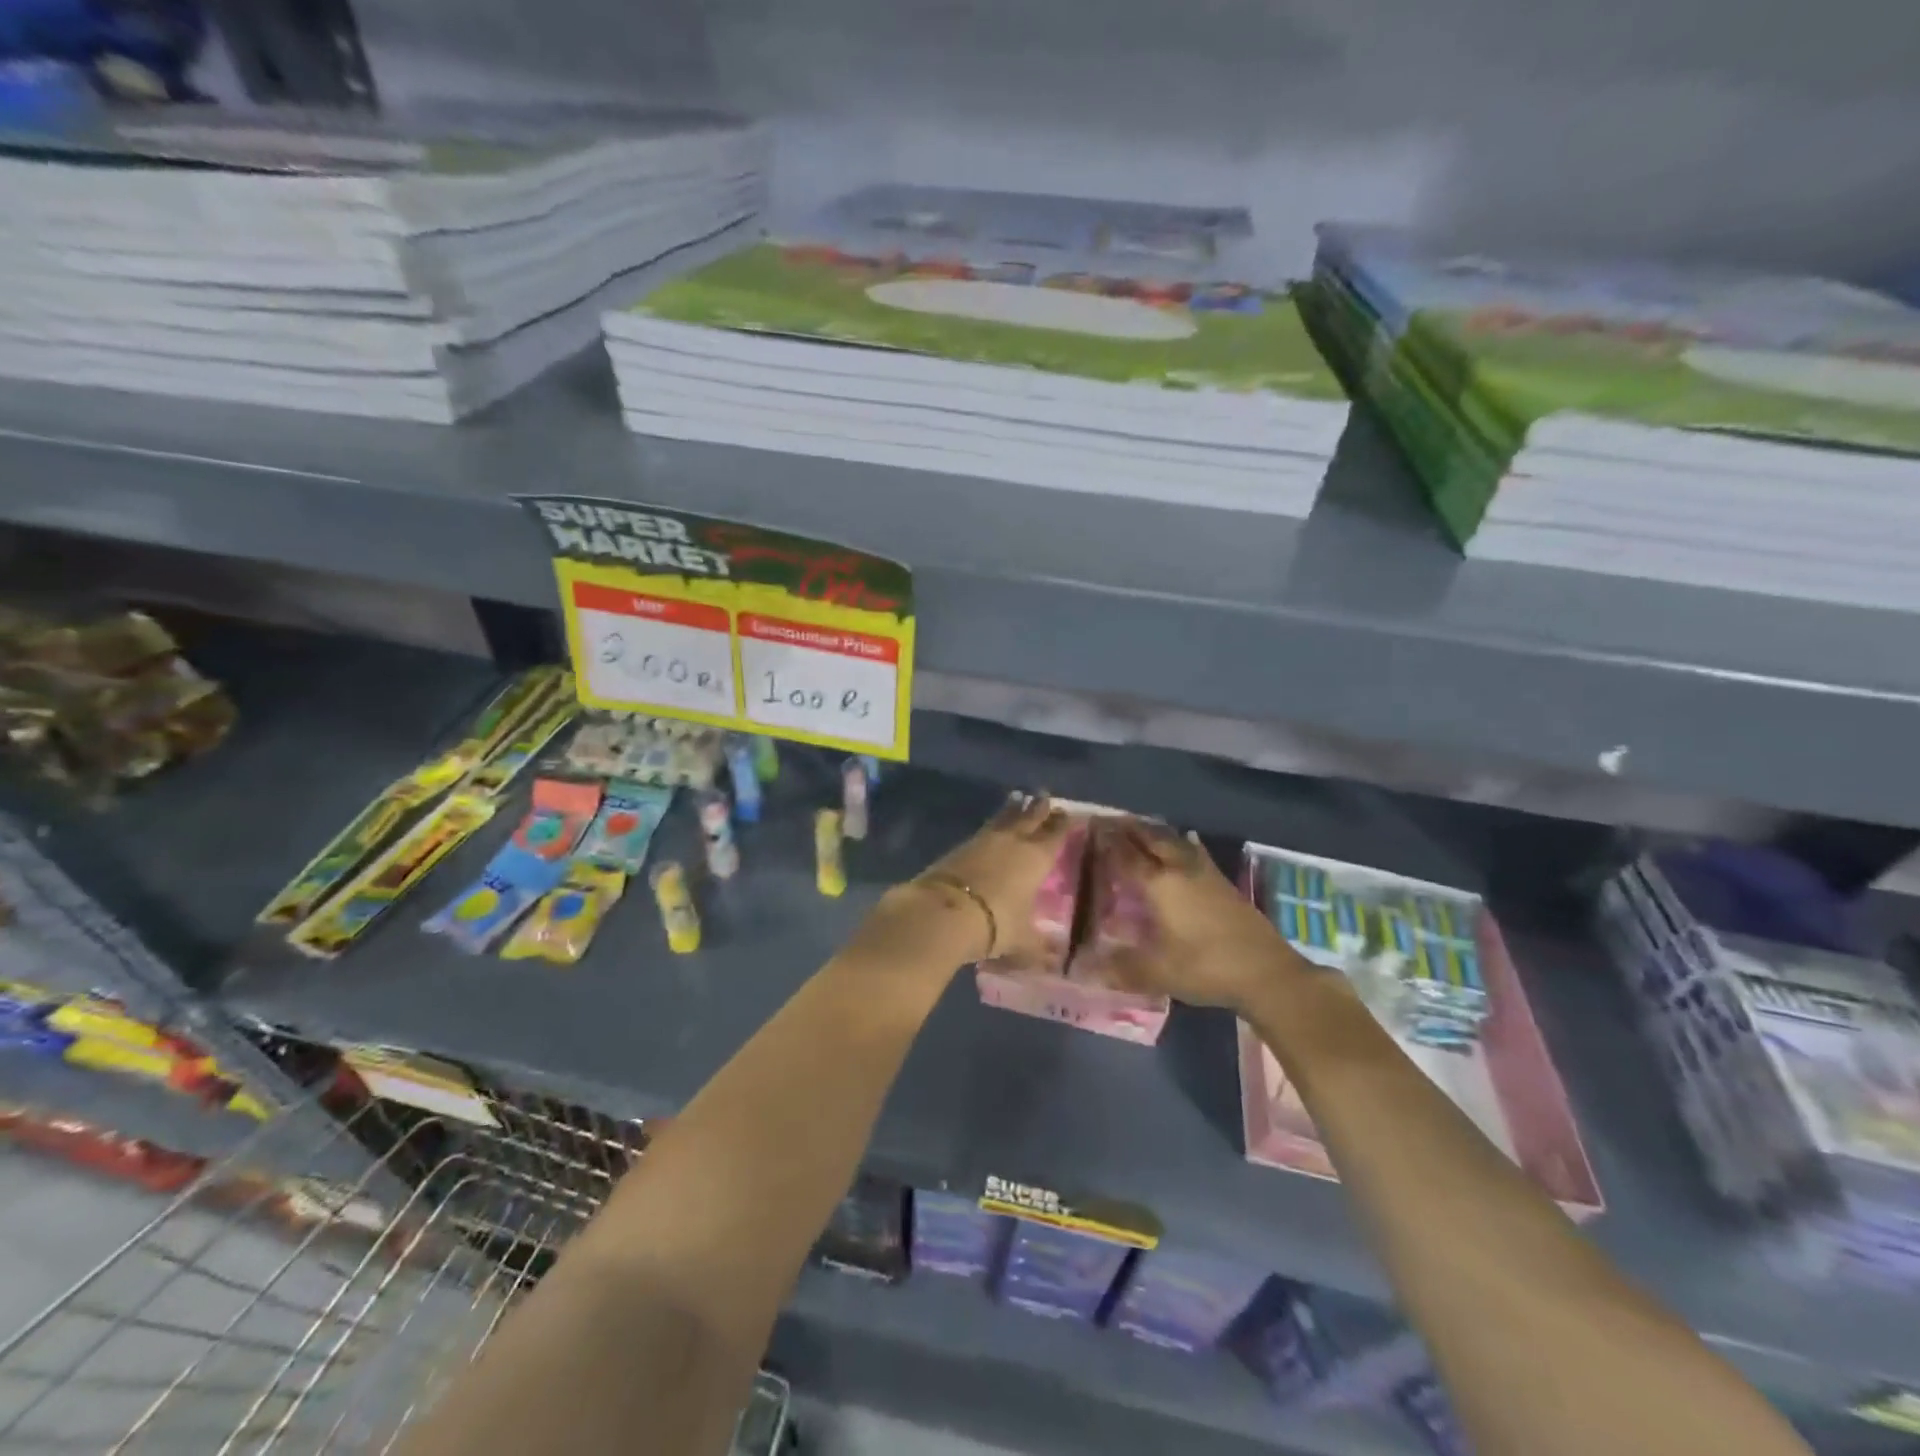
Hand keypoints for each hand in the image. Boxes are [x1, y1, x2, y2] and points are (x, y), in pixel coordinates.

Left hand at [908, 792, 1070, 964]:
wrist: (944, 912)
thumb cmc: (994, 924)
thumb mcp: (1021, 940)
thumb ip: (1038, 945)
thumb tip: (1054, 959)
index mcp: (1036, 858)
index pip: (1055, 834)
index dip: (1063, 824)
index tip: (1070, 813)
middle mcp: (1013, 841)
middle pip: (1030, 817)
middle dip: (1039, 807)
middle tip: (1045, 796)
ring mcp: (984, 840)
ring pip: (1004, 817)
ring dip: (1014, 808)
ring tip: (1019, 799)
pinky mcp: (960, 845)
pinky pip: (984, 829)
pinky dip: (993, 824)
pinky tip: (992, 827)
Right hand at [1099, 821, 1298, 1013]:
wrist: (1267, 972)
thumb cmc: (1206, 968)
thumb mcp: (1158, 973)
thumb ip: (1120, 968)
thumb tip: (1085, 969)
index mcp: (1159, 884)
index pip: (1126, 854)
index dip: (1107, 840)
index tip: (1091, 826)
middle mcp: (1180, 868)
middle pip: (1151, 837)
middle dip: (1129, 827)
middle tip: (1110, 822)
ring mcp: (1205, 872)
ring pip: (1174, 840)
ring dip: (1154, 831)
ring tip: (1138, 829)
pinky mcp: (1223, 881)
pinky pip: (1193, 850)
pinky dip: (1180, 842)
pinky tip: (1184, 842)